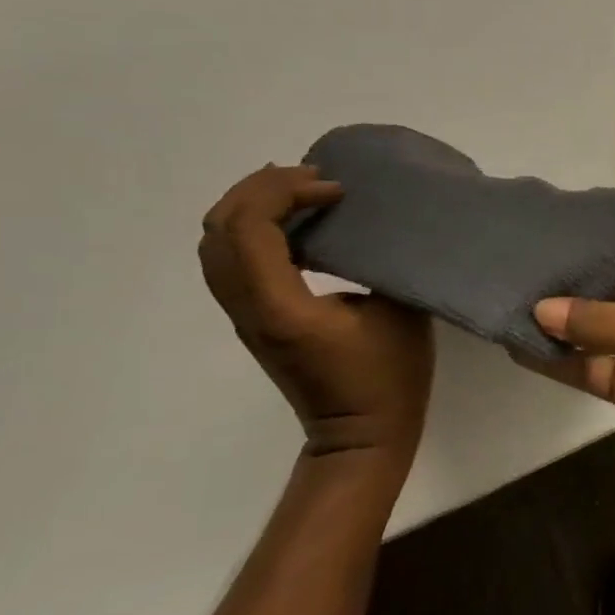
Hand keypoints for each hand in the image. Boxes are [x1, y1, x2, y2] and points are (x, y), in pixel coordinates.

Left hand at [199, 165, 433, 466]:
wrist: (360, 436)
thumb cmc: (388, 377)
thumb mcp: (397, 312)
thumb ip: (378, 261)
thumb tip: (372, 224)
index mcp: (281, 306)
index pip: (250, 228)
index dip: (286, 192)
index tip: (337, 190)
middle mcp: (249, 308)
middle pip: (219, 229)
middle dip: (260, 188)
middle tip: (313, 178)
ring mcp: (245, 316)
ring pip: (216, 245)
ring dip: (252, 207)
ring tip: (300, 192)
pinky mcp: (254, 321)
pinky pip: (232, 261)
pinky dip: (254, 230)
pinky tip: (296, 225)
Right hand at [527, 234, 614, 498]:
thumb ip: (607, 322)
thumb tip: (540, 308)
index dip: (600, 225)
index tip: (550, 215)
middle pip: (603, 280)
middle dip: (563, 271)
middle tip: (506, 256)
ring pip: (588, 326)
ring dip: (552, 317)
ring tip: (499, 296)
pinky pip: (584, 366)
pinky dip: (555, 358)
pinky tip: (516, 344)